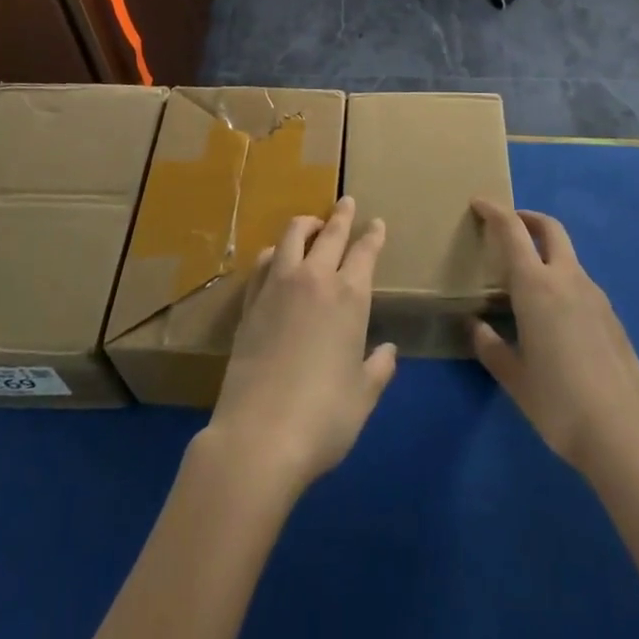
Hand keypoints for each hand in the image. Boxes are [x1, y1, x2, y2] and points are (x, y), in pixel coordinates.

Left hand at [205, 197, 396, 494]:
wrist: (259, 436)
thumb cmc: (323, 417)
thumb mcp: (363, 396)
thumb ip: (378, 368)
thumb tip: (387, 351)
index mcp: (349, 296)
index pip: (364, 252)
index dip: (372, 235)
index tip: (376, 223)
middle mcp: (314, 280)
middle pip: (329, 233)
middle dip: (341, 215)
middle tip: (346, 202)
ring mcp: (277, 287)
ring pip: (291, 237)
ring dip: (306, 225)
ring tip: (312, 225)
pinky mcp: (250, 303)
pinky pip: (264, 262)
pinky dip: (275, 252)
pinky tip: (276, 258)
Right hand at [470, 200, 638, 478]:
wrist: (627, 435)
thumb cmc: (559, 403)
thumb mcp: (515, 379)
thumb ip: (491, 348)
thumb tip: (476, 326)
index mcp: (537, 286)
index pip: (513, 231)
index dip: (495, 211)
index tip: (478, 202)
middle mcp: (567, 279)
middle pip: (550, 228)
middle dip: (528, 218)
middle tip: (508, 226)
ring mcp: (596, 296)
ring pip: (568, 256)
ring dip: (546, 251)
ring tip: (527, 278)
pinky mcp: (612, 317)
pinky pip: (581, 283)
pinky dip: (562, 279)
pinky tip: (555, 314)